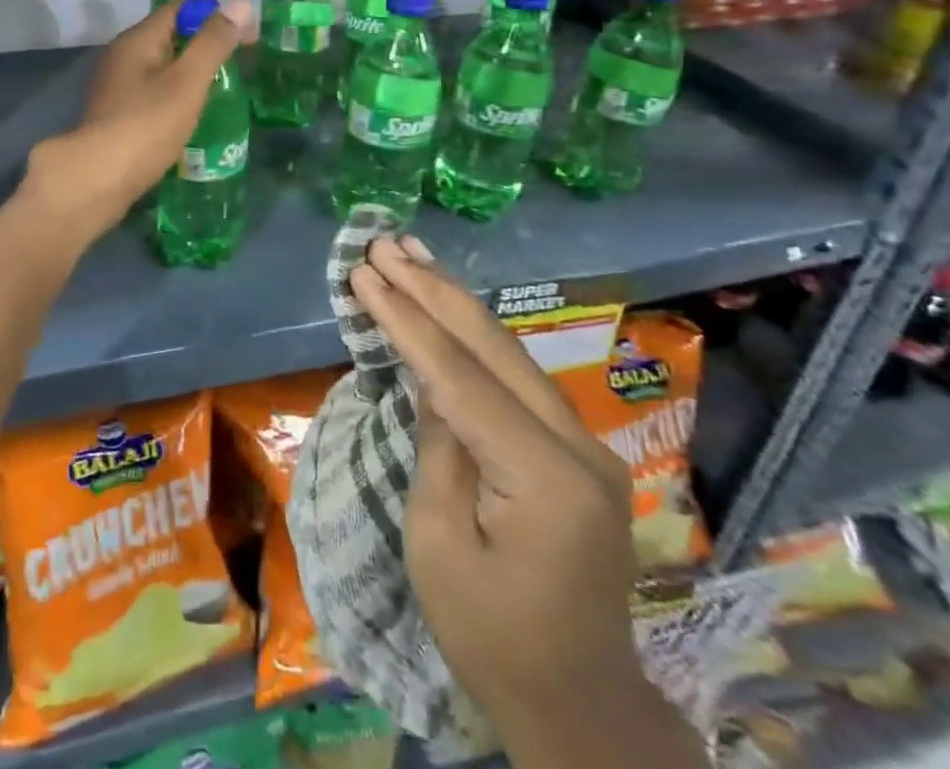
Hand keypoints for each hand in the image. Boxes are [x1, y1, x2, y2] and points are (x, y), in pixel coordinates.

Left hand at [23, 0, 253, 246]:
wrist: (98, 179)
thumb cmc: (147, 125)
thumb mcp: (187, 81)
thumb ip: (213, 43)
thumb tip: (240, 3)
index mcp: (137, 39)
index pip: (179, 9)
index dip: (214, 14)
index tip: (247, 34)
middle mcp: (122, 55)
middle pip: (169, 36)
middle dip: (204, 44)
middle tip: (239, 62)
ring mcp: (117, 86)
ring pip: (161, 66)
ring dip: (191, 72)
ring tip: (223, 88)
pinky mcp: (117, 113)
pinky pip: (153, 91)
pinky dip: (176, 95)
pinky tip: (193, 113)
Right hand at [348, 238, 698, 766]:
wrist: (579, 705)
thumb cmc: (492, 638)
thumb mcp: (438, 545)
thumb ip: (438, 448)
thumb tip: (431, 382)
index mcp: (544, 476)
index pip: (459, 375)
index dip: (405, 319)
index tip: (364, 273)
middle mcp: (577, 444)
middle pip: (492, 346)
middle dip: (431, 289)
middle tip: (384, 244)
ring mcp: (585, 443)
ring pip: (509, 351)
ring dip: (454, 300)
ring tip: (411, 254)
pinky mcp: (576, 449)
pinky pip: (517, 376)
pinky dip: (475, 336)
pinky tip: (449, 305)